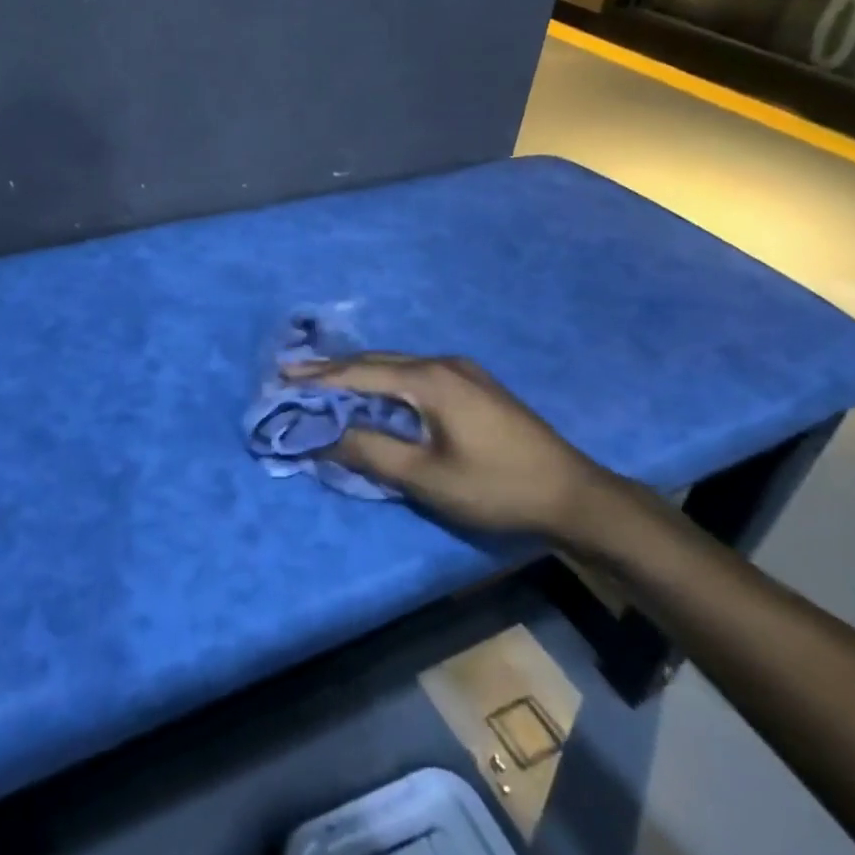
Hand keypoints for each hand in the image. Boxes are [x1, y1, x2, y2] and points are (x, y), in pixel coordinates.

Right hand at [286, 353, 605, 536]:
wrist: (572, 493)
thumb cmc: (495, 486)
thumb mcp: (426, 477)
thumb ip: (372, 452)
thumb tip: (325, 437)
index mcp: (430, 380)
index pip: (360, 373)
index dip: (319, 377)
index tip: (282, 376)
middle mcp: (443, 363)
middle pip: (377, 361)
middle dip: (335, 369)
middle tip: (296, 377)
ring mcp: (463, 371)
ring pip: (397, 366)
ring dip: (361, 374)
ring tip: (326, 383)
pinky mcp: (474, 385)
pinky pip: (416, 374)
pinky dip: (386, 382)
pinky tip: (377, 394)